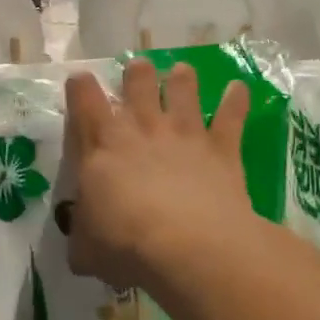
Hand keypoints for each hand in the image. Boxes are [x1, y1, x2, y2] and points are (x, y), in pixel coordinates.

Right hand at [63, 59, 256, 293]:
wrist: (187, 245)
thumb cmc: (125, 244)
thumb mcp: (86, 248)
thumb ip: (82, 236)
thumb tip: (81, 242)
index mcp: (102, 145)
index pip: (84, 100)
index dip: (80, 86)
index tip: (80, 80)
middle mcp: (142, 127)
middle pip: (138, 80)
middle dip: (137, 72)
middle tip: (138, 71)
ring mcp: (184, 133)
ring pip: (183, 87)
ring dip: (182, 78)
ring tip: (182, 72)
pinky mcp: (221, 147)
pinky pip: (231, 115)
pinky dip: (236, 100)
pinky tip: (239, 88)